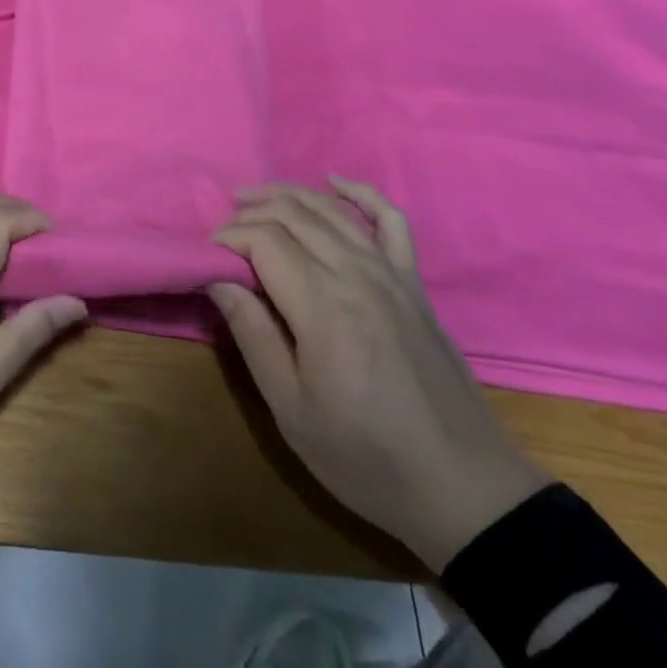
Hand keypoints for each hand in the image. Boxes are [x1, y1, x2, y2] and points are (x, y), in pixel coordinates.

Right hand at [211, 178, 547, 570]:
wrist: (460, 486)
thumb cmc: (366, 457)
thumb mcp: (292, 409)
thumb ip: (253, 336)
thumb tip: (218, 280)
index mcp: (322, 305)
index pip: (264, 240)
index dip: (228, 237)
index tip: (206, 255)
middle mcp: (356, 273)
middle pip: (294, 215)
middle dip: (251, 211)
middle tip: (222, 226)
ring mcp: (390, 273)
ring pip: (331, 210)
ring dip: (288, 195)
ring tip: (253, 197)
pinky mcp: (414, 283)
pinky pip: (390, 220)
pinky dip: (361, 193)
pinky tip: (335, 181)